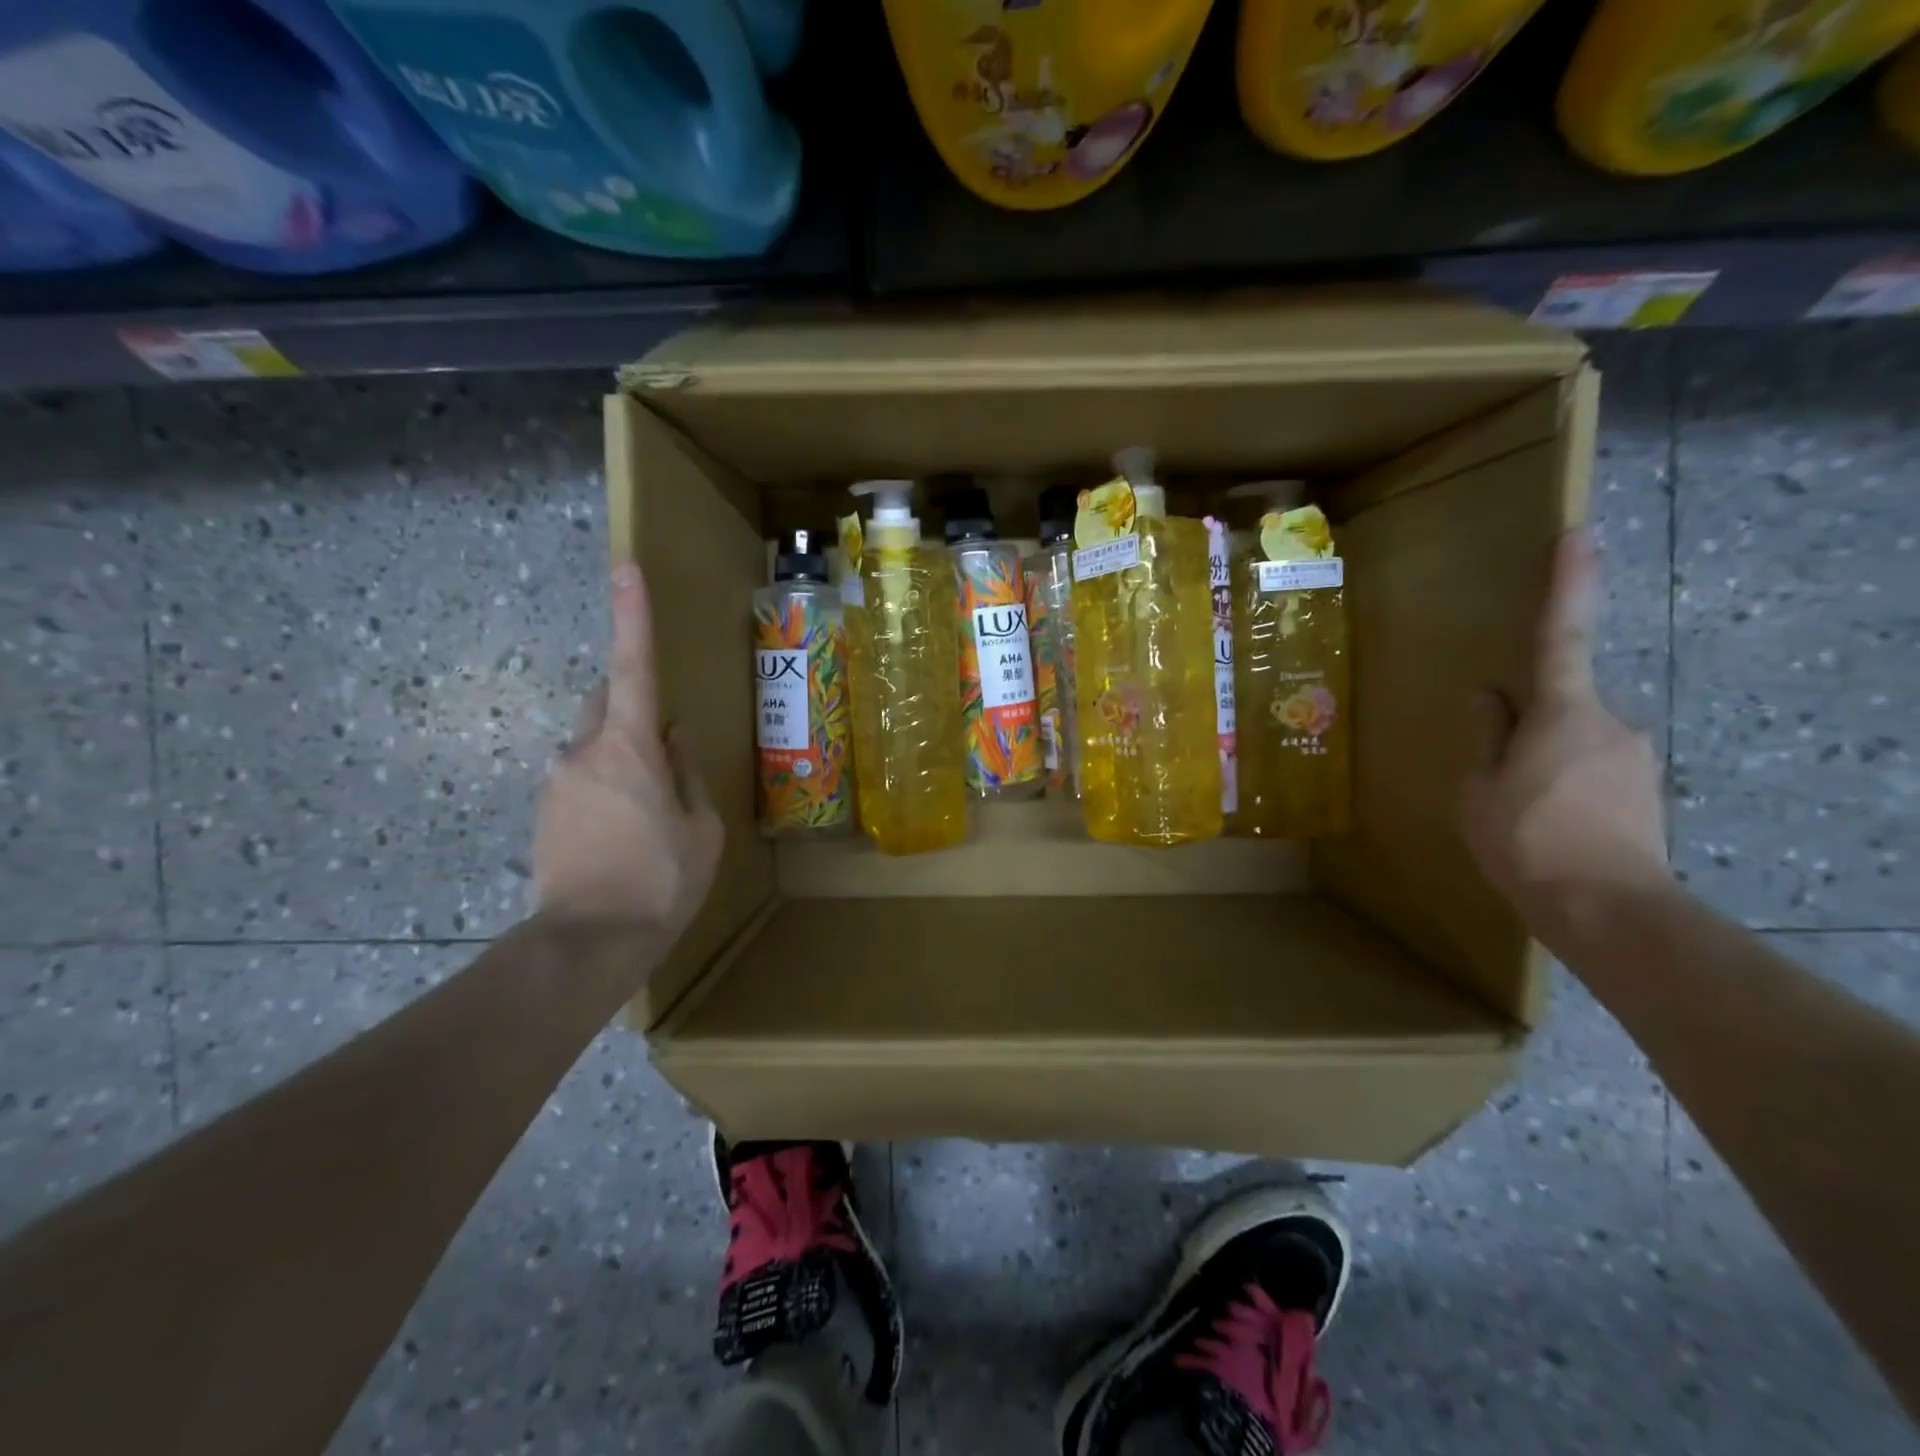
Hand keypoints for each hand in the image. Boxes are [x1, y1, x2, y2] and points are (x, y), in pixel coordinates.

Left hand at [534, 562, 722, 937]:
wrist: (588, 943)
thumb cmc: (661, 880)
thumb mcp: (701, 828)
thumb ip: (688, 772)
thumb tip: (674, 736)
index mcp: (629, 747)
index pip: (633, 666)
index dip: (632, 616)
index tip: (625, 568)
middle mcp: (583, 751)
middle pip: (608, 702)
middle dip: (633, 707)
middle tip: (665, 751)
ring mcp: (557, 782)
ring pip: (594, 746)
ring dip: (622, 759)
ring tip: (650, 814)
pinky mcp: (544, 813)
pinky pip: (581, 780)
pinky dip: (605, 788)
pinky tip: (624, 834)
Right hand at [1462, 530, 1668, 934]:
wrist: (1608, 911)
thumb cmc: (1527, 840)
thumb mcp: (1480, 788)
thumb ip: (1486, 736)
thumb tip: (1489, 696)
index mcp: (1562, 713)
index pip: (1560, 636)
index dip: (1568, 583)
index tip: (1579, 535)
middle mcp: (1611, 723)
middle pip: (1560, 706)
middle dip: (1528, 729)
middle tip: (1499, 780)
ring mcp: (1634, 758)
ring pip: (1574, 743)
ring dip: (1544, 766)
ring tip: (1518, 817)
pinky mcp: (1646, 792)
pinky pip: (1592, 772)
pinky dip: (1565, 789)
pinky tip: (1547, 829)